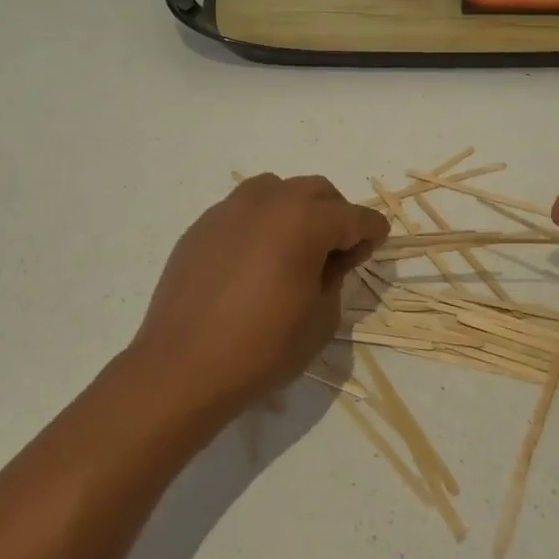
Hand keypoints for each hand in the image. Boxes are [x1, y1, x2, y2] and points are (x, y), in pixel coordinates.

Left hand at [128, 174, 387, 423]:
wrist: (183, 367)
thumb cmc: (263, 347)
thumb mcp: (322, 318)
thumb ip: (337, 274)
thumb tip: (334, 255)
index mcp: (305, 219)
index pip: (355, 216)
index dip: (372, 232)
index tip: (375, 247)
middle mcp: (269, 200)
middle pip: (317, 191)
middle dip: (336, 215)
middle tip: (337, 251)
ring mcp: (230, 209)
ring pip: (277, 190)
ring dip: (296, 210)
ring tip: (294, 248)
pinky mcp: (202, 225)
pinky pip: (243, 210)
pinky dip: (260, 223)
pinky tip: (254, 260)